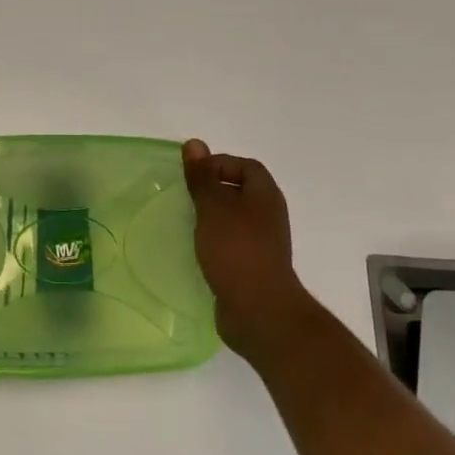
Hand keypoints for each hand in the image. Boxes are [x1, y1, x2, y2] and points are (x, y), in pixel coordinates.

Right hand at [183, 140, 314, 360]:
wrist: (259, 311)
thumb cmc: (236, 250)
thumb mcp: (213, 207)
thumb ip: (202, 176)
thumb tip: (195, 143)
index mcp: (265, 195)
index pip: (245, 165)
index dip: (219, 164)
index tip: (194, 177)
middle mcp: (268, 215)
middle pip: (240, 191)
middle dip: (212, 191)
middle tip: (186, 198)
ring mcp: (263, 243)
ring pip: (235, 219)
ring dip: (212, 218)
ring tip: (187, 223)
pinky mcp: (253, 267)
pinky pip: (232, 244)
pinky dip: (215, 242)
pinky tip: (197, 251)